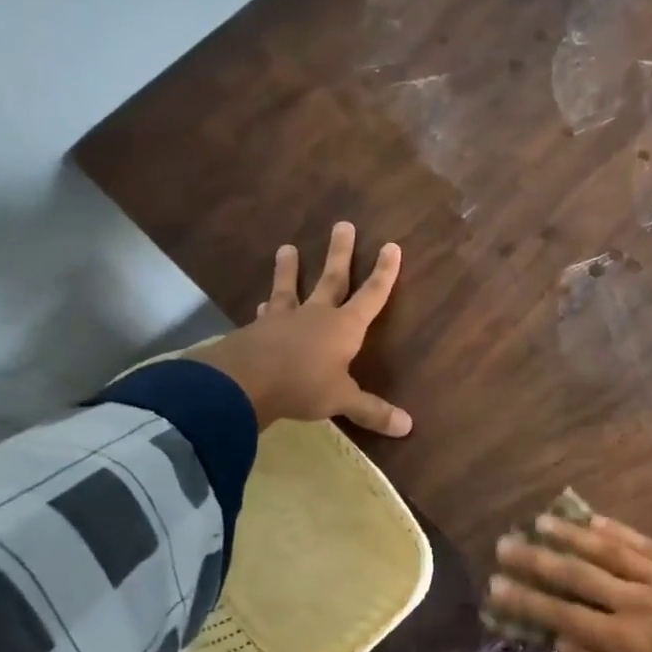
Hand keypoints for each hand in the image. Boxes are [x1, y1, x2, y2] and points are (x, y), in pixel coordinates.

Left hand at [187, 222, 412, 435]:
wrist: (243, 383)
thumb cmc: (303, 386)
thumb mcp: (342, 400)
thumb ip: (372, 410)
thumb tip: (408, 427)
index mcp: (344, 327)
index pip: (371, 295)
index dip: (384, 273)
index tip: (391, 246)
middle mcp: (316, 315)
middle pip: (332, 279)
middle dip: (340, 253)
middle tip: (342, 224)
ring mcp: (283, 320)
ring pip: (290, 288)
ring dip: (290, 270)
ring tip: (286, 248)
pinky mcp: (256, 331)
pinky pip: (266, 314)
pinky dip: (266, 308)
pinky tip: (261, 304)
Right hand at [488, 514, 651, 651]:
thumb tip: (562, 642)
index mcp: (622, 641)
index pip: (562, 615)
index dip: (526, 601)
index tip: (496, 586)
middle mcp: (633, 602)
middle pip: (576, 574)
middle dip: (536, 559)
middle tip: (505, 543)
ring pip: (605, 549)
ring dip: (569, 533)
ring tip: (540, 520)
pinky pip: (642, 541)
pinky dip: (614, 528)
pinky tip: (592, 517)